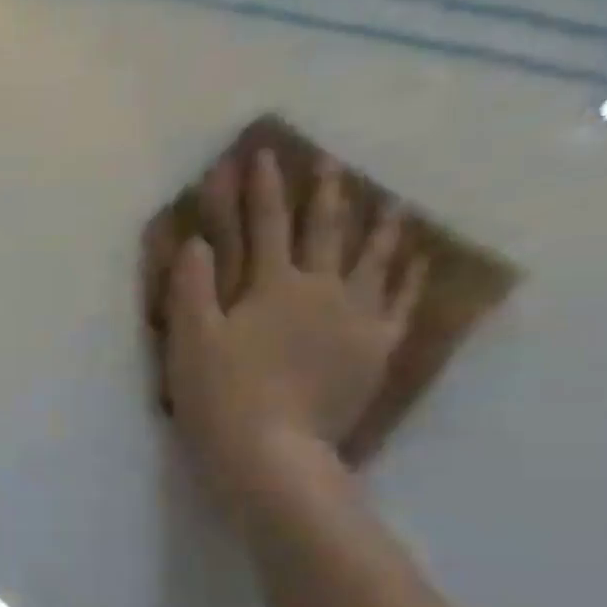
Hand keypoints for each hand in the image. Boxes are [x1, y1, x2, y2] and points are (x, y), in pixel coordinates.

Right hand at [163, 147, 425, 511]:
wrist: (271, 451)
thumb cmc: (219, 393)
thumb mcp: (189, 338)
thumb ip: (192, 286)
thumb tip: (198, 241)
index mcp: (272, 285)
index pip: (266, 224)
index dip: (261, 189)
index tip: (262, 155)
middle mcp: (322, 290)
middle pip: (325, 232)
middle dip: (324, 195)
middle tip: (330, 164)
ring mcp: (358, 318)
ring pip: (374, 260)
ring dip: (379, 227)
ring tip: (390, 203)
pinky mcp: (377, 349)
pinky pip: (401, 302)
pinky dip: (410, 276)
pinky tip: (416, 262)